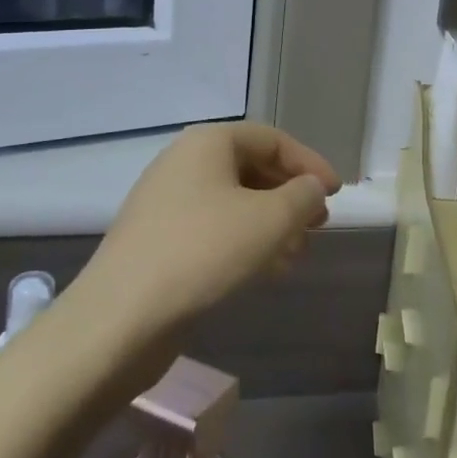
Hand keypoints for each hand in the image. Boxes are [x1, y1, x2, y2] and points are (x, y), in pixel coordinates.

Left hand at [81, 122, 341, 335]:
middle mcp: (184, 163)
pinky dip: (244, 242)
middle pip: (252, 168)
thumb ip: (303, 196)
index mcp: (208, 143)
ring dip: (271, 224)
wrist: (120, 318)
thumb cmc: (204, 253)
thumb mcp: (270, 220)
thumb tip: (311, 188)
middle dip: (290, 196)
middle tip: (318, 224)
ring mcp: (166, 202)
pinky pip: (213, 228)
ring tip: (296, 254)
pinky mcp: (158, 240)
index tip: (336, 194)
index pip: (272, 139)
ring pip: (234, 203)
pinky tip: (264, 271)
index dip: (309, 163)